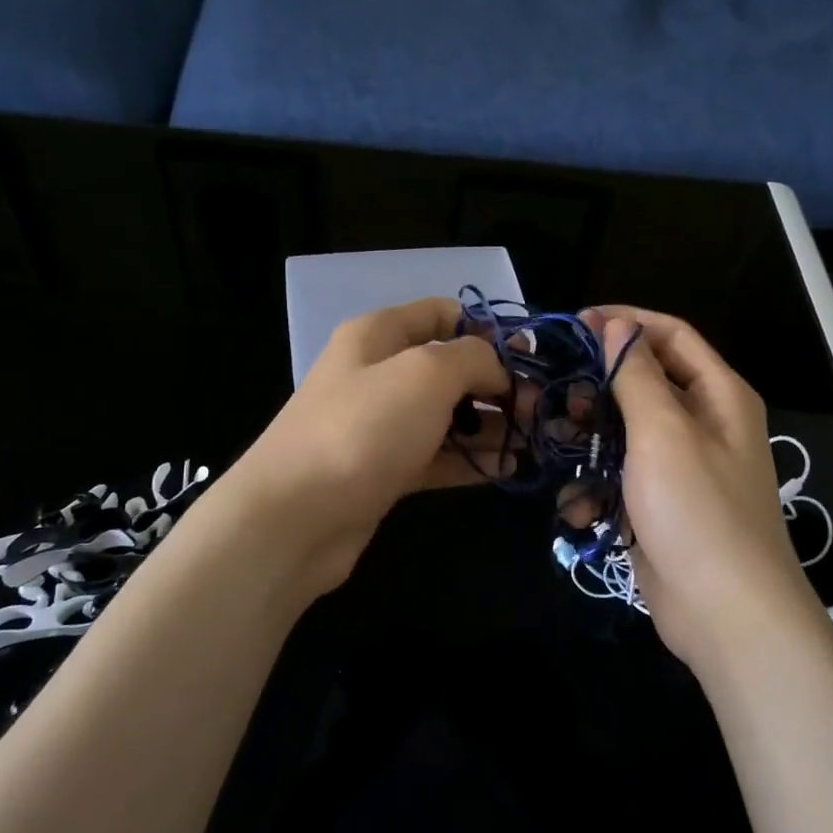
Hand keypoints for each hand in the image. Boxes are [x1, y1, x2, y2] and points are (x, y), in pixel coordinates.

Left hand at [225, 297, 510, 593]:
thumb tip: (497, 369)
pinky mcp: (383, 471)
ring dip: (489, 425)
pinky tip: (506, 470)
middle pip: (448, 367)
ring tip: (532, 442)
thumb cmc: (363, 429)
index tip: (527, 357)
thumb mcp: (426, 374)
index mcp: (379, 336)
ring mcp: (379, 426)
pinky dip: (469, 460)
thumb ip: (472, 358)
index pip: (440, 313)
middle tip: (538, 409)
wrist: (294, 518)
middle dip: (496, 383)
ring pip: (445, 415)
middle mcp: (377, 374)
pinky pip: (435, 457)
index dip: (486, 328)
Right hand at [585, 306, 829, 671]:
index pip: (671, 336)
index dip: (625, 324)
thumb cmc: (697, 510)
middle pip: (642, 385)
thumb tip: (618, 325)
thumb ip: (637, 375)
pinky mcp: (659, 507)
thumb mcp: (664, 432)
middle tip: (554, 393)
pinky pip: (619, 480)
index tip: (574, 326)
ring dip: (589, 442)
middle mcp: (703, 425)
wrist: (726, 614)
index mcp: (718, 396)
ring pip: (623, 434)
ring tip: (557, 449)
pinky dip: (597, 490)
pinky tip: (580, 509)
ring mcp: (680, 469)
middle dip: (597, 388)